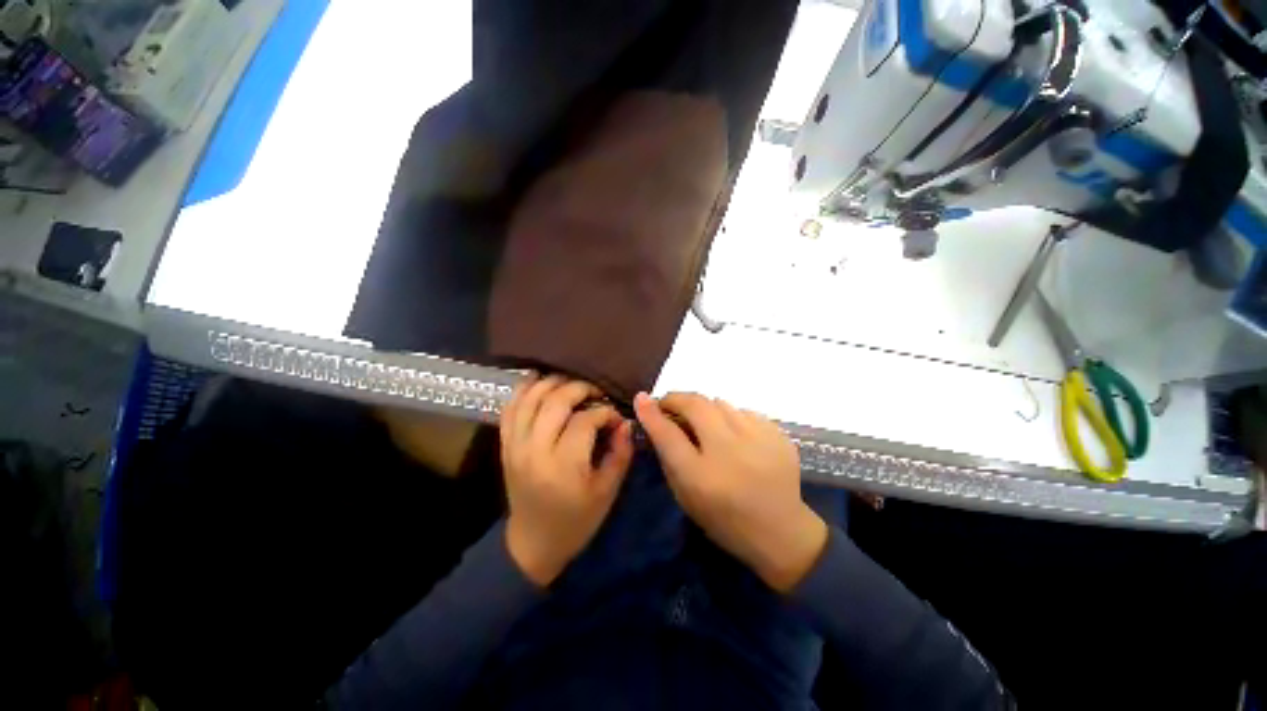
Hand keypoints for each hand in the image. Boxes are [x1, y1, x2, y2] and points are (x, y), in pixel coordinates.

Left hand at [500, 376, 633, 586]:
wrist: (533, 543)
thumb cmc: (576, 521)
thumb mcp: (607, 492)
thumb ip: (620, 453)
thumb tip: (625, 421)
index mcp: (563, 465)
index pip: (585, 420)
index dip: (604, 412)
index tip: (615, 417)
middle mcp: (535, 449)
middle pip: (555, 401)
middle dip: (580, 388)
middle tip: (596, 391)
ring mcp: (515, 445)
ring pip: (530, 398)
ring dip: (552, 382)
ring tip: (571, 382)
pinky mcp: (505, 445)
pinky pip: (510, 408)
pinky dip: (523, 389)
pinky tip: (538, 380)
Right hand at [634, 392, 826, 592]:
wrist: (781, 532)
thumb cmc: (725, 519)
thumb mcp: (686, 496)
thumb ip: (669, 456)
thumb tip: (656, 420)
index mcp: (702, 476)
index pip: (668, 433)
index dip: (651, 412)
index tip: (641, 398)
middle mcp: (730, 451)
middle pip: (696, 404)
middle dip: (677, 398)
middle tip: (670, 404)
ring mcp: (759, 439)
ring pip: (720, 402)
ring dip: (704, 408)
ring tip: (704, 423)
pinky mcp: (778, 434)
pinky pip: (743, 411)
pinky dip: (731, 417)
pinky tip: (734, 435)